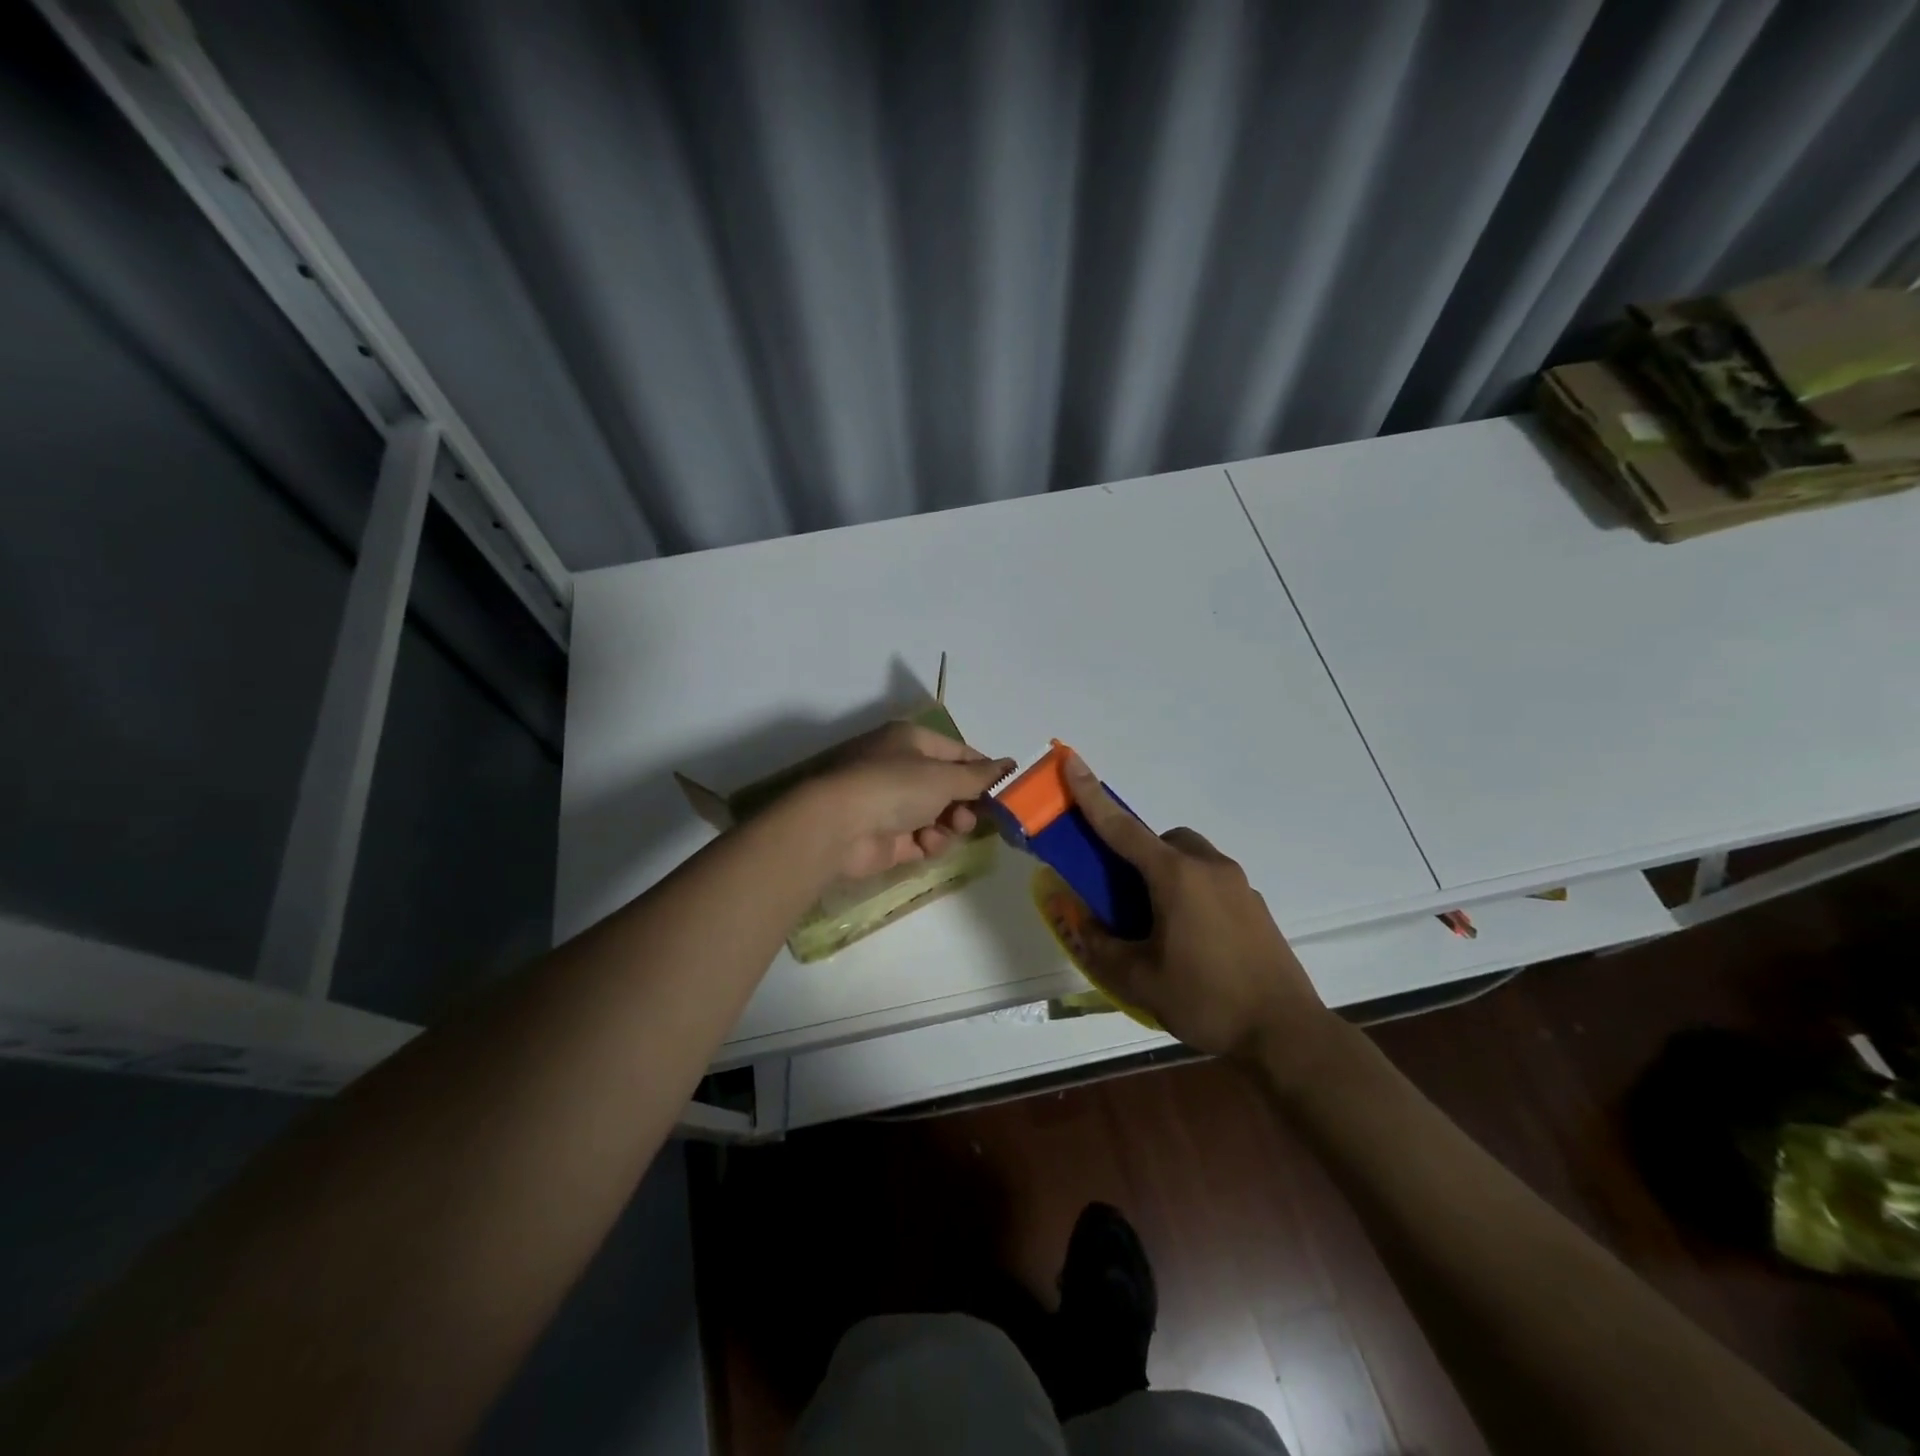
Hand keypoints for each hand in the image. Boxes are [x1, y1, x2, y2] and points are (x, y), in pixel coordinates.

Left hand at [806, 722, 1014, 878]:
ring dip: (950, 825)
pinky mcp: (887, 838)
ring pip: (938, 816)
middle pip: (949, 787)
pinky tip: (926, 845)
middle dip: (966, 803)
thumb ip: (980, 776)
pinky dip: (929, 843)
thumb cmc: (894, 786)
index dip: (983, 771)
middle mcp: (900, 768)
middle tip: (973, 816)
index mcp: (911, 741)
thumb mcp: (944, 777)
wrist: (838, 827)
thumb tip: (1011, 764)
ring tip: (950, 830)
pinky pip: (922, 840)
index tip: (1007, 790)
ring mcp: (891, 805)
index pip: (958, 753)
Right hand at [1062, 753, 1332, 1061]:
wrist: (1286, 1032)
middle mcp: (1209, 868)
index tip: (1071, 760)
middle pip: (1164, 840)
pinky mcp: (1256, 906)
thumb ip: (1099, 944)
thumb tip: (1076, 918)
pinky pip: (1213, 882)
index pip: (1122, 828)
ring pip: (1191, 859)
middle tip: (1127, 898)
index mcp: (1175, 877)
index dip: (1091, 795)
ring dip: (1168, 874)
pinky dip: (1193, 893)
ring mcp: (1239, 885)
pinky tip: (1194, 941)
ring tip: (1160, 925)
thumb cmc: (1205, 999)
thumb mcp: (1138, 979)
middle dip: (1140, 854)